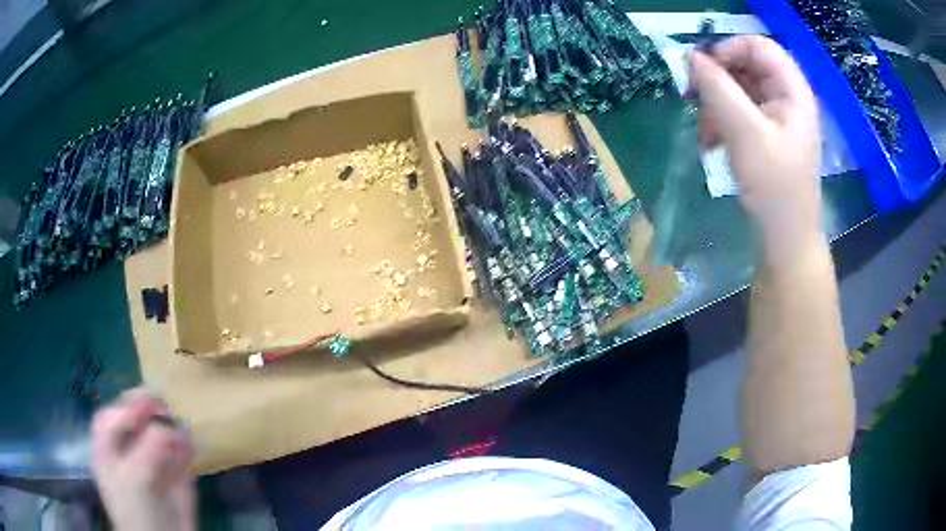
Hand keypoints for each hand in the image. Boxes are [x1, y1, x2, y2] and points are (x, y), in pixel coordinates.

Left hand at [92, 388, 195, 530]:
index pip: (109, 419)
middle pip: (134, 426)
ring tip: (182, 425)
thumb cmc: (137, 512)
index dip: (125, 407)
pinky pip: (178, 463)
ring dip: (170, 430)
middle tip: (164, 403)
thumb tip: (172, 429)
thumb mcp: (135, 478)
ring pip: (159, 442)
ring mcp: (152, 472)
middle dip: (149, 413)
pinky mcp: (175, 485)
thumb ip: (149, 448)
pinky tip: (192, 444)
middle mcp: (127, 458)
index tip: (146, 404)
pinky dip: (185, 451)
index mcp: (108, 454)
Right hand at [689, 36, 823, 261]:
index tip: (702, 70)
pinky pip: (739, 112)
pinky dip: (721, 121)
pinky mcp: (767, 135)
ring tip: (704, 131)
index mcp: (793, 91)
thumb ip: (717, 89)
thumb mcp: (745, 133)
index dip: (729, 49)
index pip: (758, 46)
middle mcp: (787, 98)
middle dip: (718, 80)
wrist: (785, 240)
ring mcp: (777, 117)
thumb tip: (689, 57)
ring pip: (740, 89)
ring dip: (715, 104)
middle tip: (694, 98)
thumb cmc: (774, 188)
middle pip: (747, 66)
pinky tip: (710, 142)